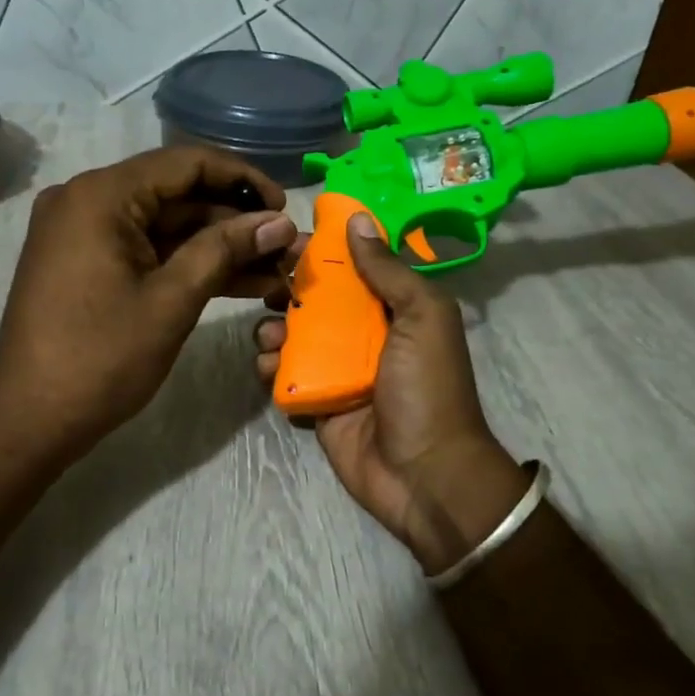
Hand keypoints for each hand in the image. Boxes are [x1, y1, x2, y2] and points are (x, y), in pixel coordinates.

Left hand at [0, 146, 296, 466]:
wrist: (28, 420)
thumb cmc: (100, 358)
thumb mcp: (172, 300)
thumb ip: (226, 250)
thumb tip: (279, 222)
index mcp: (102, 195)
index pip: (186, 163)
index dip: (242, 180)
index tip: (285, 208)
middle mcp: (88, 200)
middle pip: (177, 195)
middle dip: (235, 223)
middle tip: (286, 248)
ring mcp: (84, 233)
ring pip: (166, 227)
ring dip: (218, 248)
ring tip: (275, 270)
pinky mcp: (87, 264)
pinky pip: (147, 251)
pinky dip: (187, 265)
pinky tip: (239, 283)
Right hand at [255, 214, 530, 575]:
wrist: (424, 475)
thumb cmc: (427, 388)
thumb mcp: (423, 317)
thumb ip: (389, 270)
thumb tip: (357, 220)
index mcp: (394, 309)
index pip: (352, 266)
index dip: (321, 250)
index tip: (287, 238)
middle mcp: (364, 334)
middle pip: (316, 298)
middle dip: (287, 288)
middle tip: (267, 286)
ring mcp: (337, 369)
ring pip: (293, 335)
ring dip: (273, 328)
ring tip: (270, 335)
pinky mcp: (316, 402)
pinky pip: (285, 374)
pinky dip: (271, 366)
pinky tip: (269, 365)